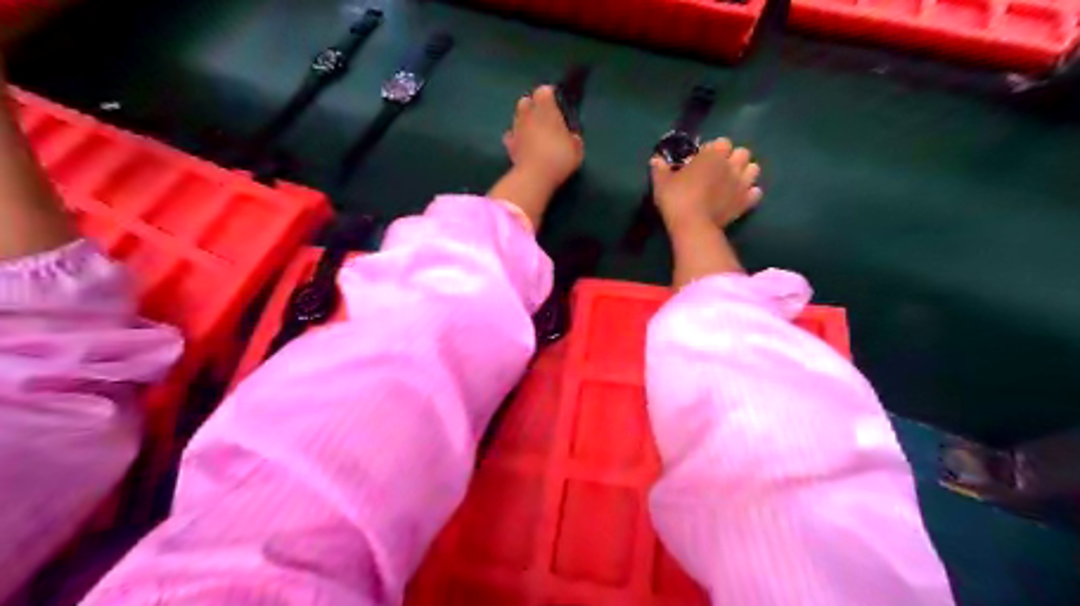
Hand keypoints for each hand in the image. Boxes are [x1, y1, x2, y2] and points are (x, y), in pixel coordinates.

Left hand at [506, 84, 587, 189]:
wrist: (535, 176)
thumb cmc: (559, 157)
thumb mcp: (577, 148)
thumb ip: (573, 138)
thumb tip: (571, 136)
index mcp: (546, 108)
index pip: (544, 90)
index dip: (550, 96)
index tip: (556, 105)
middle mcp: (528, 113)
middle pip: (526, 101)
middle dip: (533, 106)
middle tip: (544, 119)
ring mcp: (516, 128)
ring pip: (517, 117)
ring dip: (524, 122)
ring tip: (534, 133)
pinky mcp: (509, 145)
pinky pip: (511, 136)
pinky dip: (516, 138)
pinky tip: (523, 146)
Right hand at [649, 138, 758, 231]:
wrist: (692, 225)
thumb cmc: (676, 199)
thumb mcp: (662, 182)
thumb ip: (660, 169)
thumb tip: (655, 160)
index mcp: (712, 155)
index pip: (722, 142)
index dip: (714, 149)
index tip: (702, 159)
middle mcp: (731, 165)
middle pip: (743, 152)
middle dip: (733, 158)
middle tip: (719, 169)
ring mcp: (741, 184)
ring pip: (754, 169)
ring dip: (745, 172)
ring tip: (732, 181)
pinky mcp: (745, 202)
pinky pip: (756, 192)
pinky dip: (750, 193)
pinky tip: (739, 197)